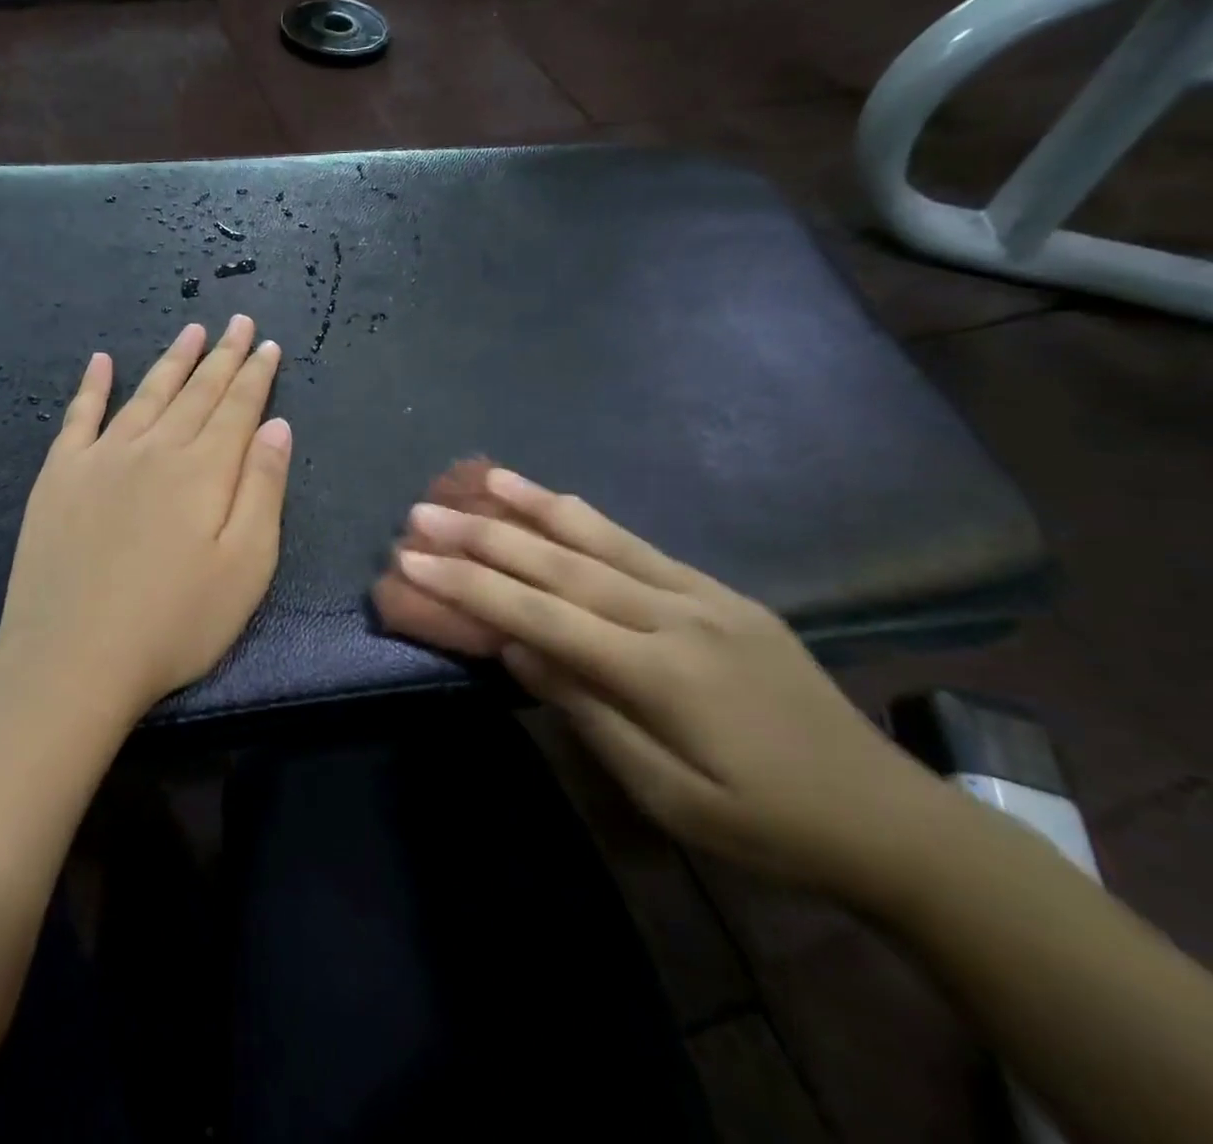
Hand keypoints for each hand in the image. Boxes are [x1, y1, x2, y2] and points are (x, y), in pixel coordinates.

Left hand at [0, 317, 292, 721]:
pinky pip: (78, 417)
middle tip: (239, 323)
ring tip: (192, 331)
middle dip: (222, 356)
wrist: (73, 658)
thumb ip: (263, 488)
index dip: (256, 375)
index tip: (269, 345)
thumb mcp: (246, 565)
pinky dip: (91, 386)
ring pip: (146, 394)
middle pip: (196, 392)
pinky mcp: (59, 477)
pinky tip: (101, 362)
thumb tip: (277, 426)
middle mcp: (154, 449)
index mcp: (203, 470)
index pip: (237, 408)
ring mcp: (100, 458)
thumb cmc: (175, 623)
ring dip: (172, 361)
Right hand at [388, 466, 951, 903]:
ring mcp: (700, 594)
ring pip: (600, 538)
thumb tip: (520, 647)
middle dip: (482, 536)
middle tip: (422, 512)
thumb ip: (590, 712)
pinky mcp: (719, 591)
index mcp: (659, 672)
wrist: (889, 817)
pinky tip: (556, 500)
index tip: (411, 560)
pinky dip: (586, 518)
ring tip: (481, 477)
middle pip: (559, 565)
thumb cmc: (767, 824)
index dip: (469, 586)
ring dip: (532, 504)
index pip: (540, 616)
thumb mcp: (669, 796)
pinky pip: (639, 544)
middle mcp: (674, 614)